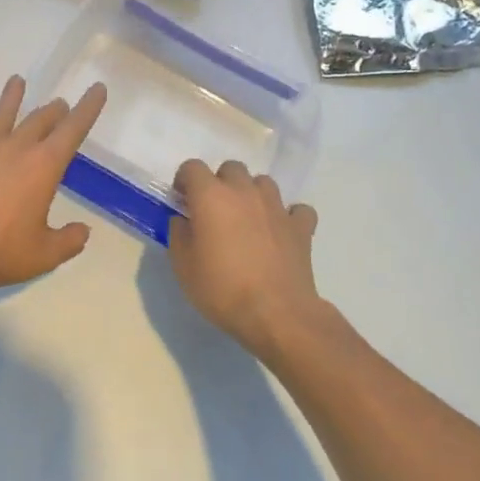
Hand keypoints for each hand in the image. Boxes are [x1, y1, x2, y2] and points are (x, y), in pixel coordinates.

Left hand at [0, 75, 107, 297]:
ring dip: (11, 97)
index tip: (97, 88)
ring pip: (1, 114)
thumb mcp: (43, 255)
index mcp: (44, 166)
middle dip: (54, 110)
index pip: (73, 130)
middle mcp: (16, 147)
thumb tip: (83, 231)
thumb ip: (67, 241)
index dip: (88, 108)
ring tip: (17, 80)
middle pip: (39, 120)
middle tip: (60, 104)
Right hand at [169, 159, 321, 358]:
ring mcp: (276, 207)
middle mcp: (244, 191)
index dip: (184, 180)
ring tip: (247, 219)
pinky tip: (280, 231)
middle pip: (231, 168)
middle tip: (214, 211)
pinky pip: (296, 209)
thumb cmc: (222, 288)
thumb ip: (178, 234)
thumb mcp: (183, 266)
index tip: (182, 201)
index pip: (192, 167)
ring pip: (263, 182)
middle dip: (220, 183)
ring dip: (252, 194)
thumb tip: (183, 220)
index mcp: (211, 196)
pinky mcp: (301, 226)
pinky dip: (287, 216)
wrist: (276, 313)